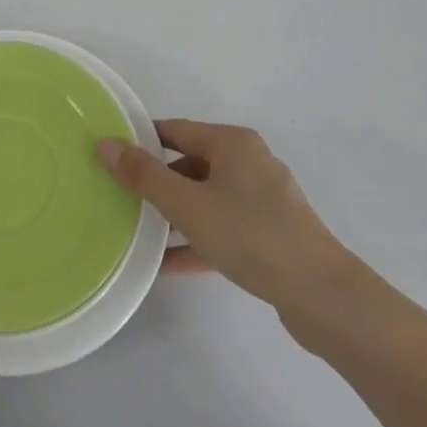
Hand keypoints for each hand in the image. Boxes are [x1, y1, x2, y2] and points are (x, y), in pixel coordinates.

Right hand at [97, 121, 361, 328]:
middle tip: (120, 196)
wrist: (321, 295)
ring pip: (206, 198)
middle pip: (191, 164)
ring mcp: (263, 200)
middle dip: (157, 181)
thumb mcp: (187, 205)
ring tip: (138, 231)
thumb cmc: (250, 235)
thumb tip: (105, 144)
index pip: (176, 130)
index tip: (112, 156)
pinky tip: (167, 265)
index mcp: (233, 143)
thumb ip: (143, 175)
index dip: (142, 141)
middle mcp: (250, 162)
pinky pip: (223, 228)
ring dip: (175, 214)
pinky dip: (197, 239)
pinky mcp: (271, 234)